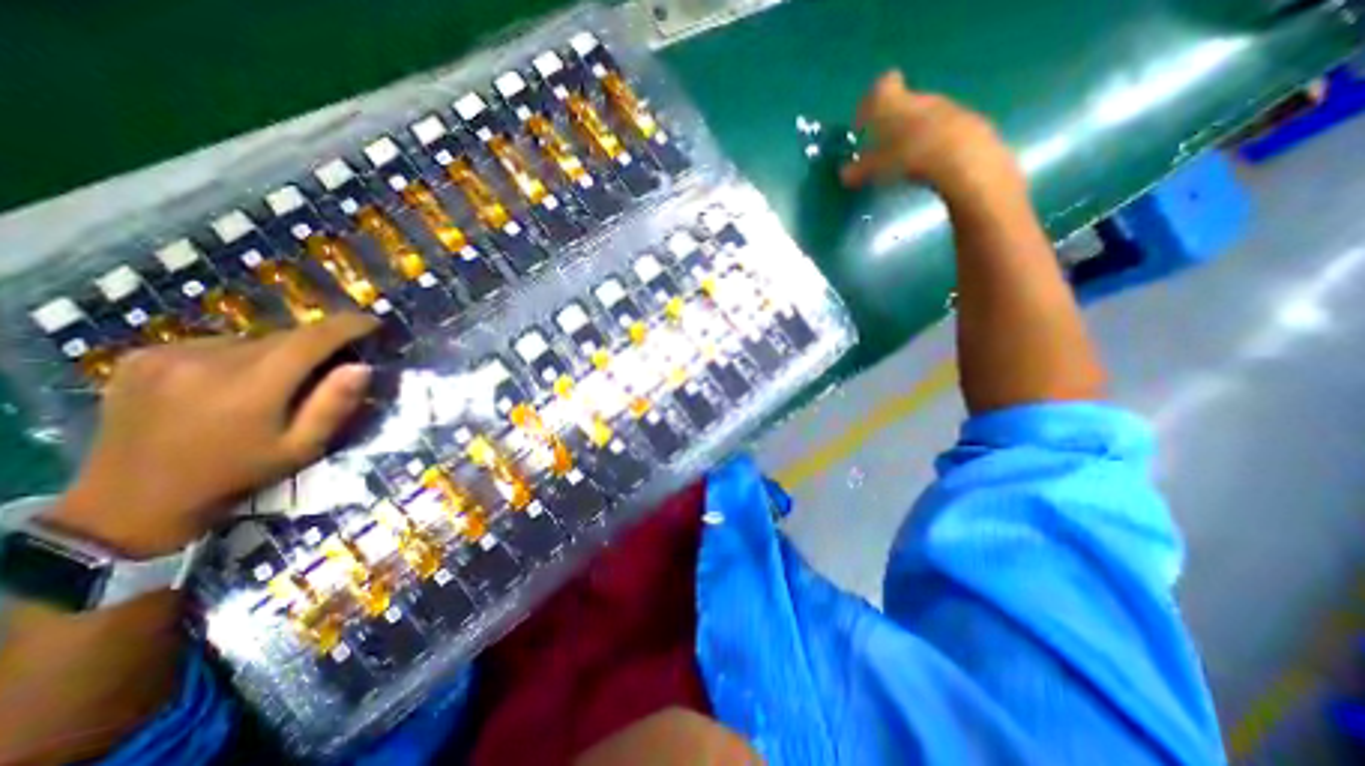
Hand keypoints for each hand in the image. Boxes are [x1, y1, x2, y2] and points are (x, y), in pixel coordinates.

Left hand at [48, 311, 375, 554]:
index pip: (311, 339)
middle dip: (314, 345)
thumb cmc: (237, 474)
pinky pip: (215, 344)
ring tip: (276, 381)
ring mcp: (168, 355)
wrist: (133, 500)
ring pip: (250, 339)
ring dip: (276, 353)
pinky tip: (230, 383)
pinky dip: (238, 356)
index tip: (373, 322)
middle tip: (330, 364)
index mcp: (252, 386)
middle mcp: (208, 360)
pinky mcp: (142, 357)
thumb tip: (362, 367)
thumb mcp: (301, 448)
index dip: (347, 326)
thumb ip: (333, 406)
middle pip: (282, 337)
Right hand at [843, 69, 1023, 201]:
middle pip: (901, 104)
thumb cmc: (908, 157)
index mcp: (894, 103)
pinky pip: (940, 129)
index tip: (862, 126)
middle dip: (890, 124)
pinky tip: (927, 165)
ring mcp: (944, 108)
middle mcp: (919, 99)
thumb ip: (859, 170)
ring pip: (922, 117)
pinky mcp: (965, 122)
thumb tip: (843, 175)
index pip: (881, 87)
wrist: (962, 158)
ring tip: (904, 161)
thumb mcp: (875, 169)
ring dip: (911, 134)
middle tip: (881, 150)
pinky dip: (931, 143)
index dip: (869, 103)